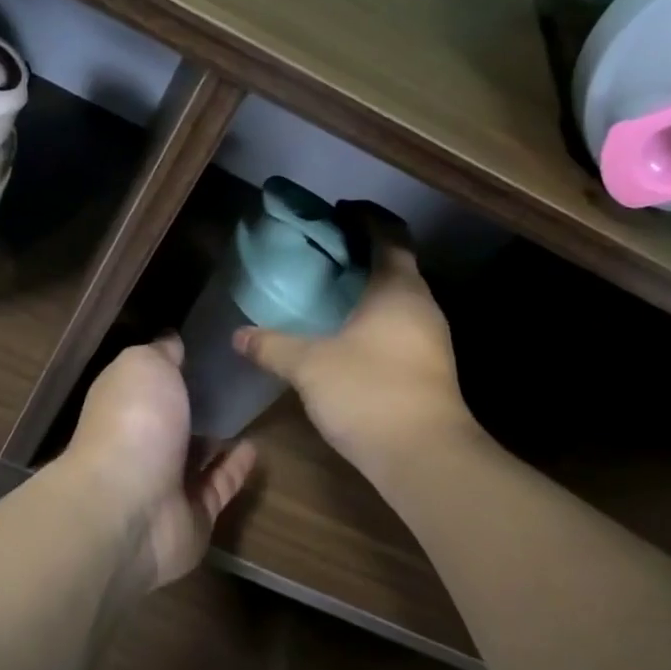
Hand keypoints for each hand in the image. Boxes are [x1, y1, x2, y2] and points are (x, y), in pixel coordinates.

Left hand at [64, 337, 256, 591]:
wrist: (130, 508)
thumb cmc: (135, 422)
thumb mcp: (144, 365)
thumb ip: (161, 353)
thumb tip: (172, 341)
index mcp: (124, 402)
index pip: (150, 378)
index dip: (175, 362)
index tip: (209, 344)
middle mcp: (141, 440)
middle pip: (174, 417)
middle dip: (199, 400)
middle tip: (240, 376)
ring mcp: (166, 481)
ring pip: (197, 454)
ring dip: (219, 435)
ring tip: (252, 409)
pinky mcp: (194, 515)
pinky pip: (219, 486)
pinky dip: (236, 467)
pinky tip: (257, 446)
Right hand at [235, 212, 472, 478]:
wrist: (425, 457)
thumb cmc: (369, 393)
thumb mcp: (310, 366)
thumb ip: (273, 346)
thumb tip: (239, 335)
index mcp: (398, 287)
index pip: (388, 233)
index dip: (364, 217)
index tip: (337, 212)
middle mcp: (422, 305)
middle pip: (396, 262)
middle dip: (362, 252)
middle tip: (322, 253)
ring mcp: (432, 338)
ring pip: (399, 296)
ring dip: (369, 287)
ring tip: (329, 292)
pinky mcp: (430, 366)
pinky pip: (400, 324)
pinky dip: (375, 316)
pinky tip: (346, 334)